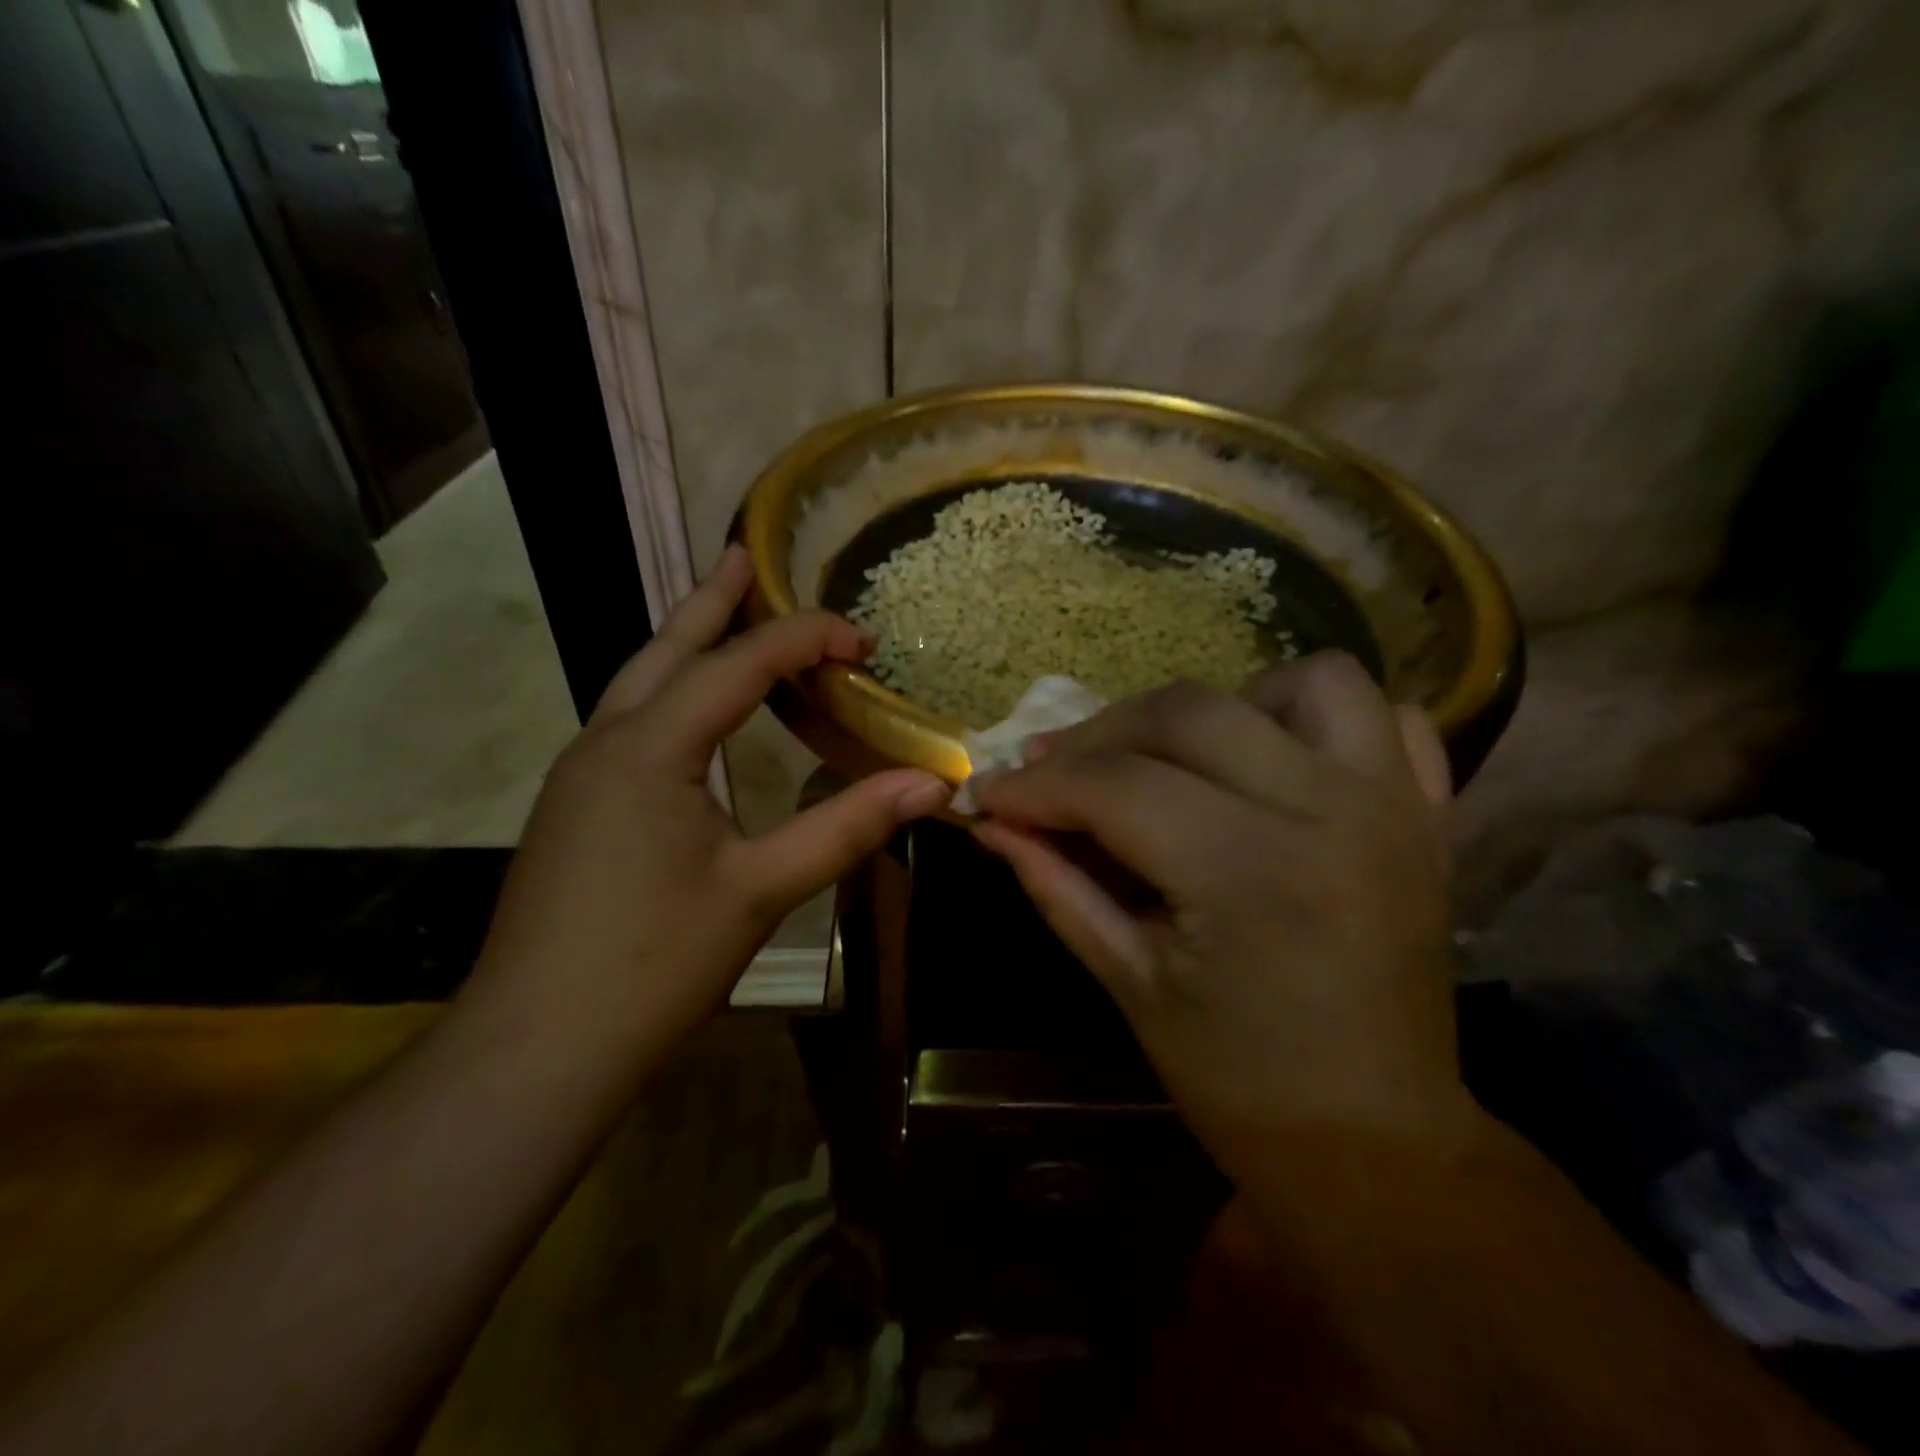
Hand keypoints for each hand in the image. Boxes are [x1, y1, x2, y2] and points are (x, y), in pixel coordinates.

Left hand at [468, 546, 948, 1068]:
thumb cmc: (654, 964)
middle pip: (665, 648)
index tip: (862, 638)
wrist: (536, 1046)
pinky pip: (628, 722)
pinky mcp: (574, 808)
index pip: (738, 664)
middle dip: (712, 601)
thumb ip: (846, 827)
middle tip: (746, 556)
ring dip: (684, 643)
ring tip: (722, 614)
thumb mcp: (761, 890)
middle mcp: (605, 742)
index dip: (804, 639)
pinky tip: (691, 714)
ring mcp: (579, 775)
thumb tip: (930, 784)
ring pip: (637, 682)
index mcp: (649, 748)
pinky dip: (669, 693)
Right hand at [972, 654, 1476, 1174]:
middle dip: (1099, 735)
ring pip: (1307, 681)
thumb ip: (1056, 886)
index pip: (1114, 787)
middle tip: (1054, 772)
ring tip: (1180, 757)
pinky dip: (1326, 722)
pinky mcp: (1429, 816)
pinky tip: (1277, 761)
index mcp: (1247, 872)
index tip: (988, 791)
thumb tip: (993, 823)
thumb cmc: (1238, 1081)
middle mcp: (1328, 813)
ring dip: (1226, 705)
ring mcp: (1393, 806)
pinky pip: (1392, 719)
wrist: (1374, 1143)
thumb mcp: (1128, 982)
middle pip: (1188, 712)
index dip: (1036, 785)